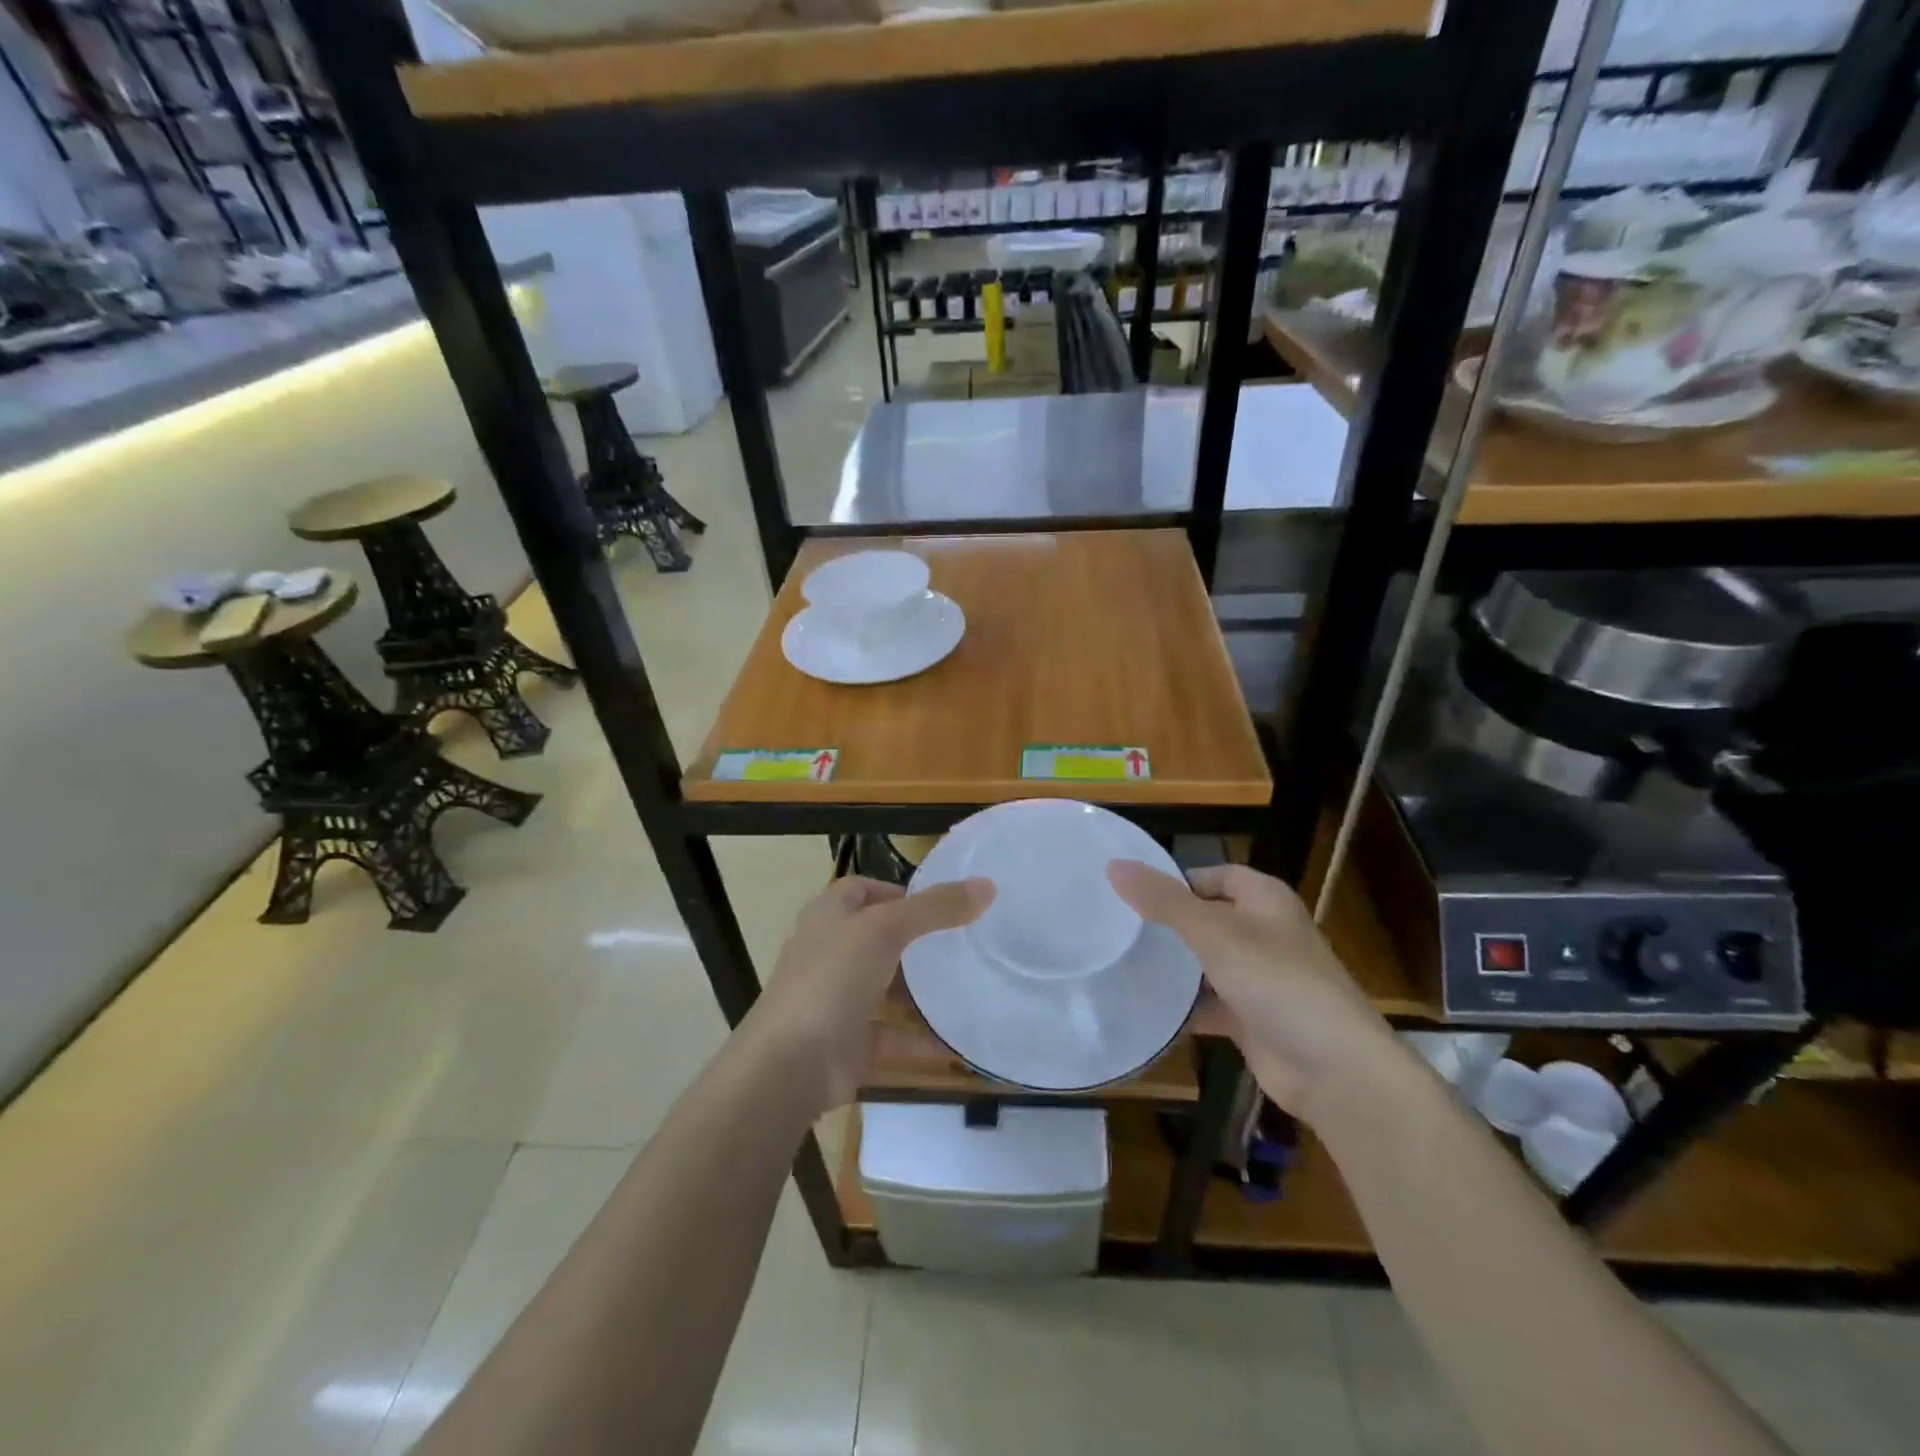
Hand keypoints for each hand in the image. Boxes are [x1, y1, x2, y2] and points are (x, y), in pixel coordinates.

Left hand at [751, 875, 992, 1109]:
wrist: (789, 1065)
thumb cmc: (833, 978)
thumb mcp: (886, 929)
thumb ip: (936, 908)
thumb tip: (987, 885)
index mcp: (829, 916)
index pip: (864, 890)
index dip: (899, 892)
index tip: (941, 904)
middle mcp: (829, 953)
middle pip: (878, 939)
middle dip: (916, 943)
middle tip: (962, 945)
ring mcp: (835, 1000)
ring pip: (884, 989)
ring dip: (919, 993)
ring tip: (965, 988)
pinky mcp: (847, 1043)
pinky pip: (890, 1037)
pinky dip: (919, 1040)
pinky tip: (955, 1043)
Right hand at [1107, 861, 1394, 1120]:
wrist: (1334, 1069)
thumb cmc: (1276, 981)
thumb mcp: (1213, 932)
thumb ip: (1163, 900)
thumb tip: (1113, 865)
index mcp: (1263, 899)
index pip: (1210, 875)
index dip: (1174, 880)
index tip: (1127, 893)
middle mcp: (1264, 932)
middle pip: (1205, 917)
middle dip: (1166, 923)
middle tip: (1114, 928)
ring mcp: (1259, 977)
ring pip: (1205, 962)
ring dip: (1172, 966)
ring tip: (1119, 962)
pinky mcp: (1251, 1018)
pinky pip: (1209, 1003)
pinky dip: (1183, 1006)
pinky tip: (1145, 1006)